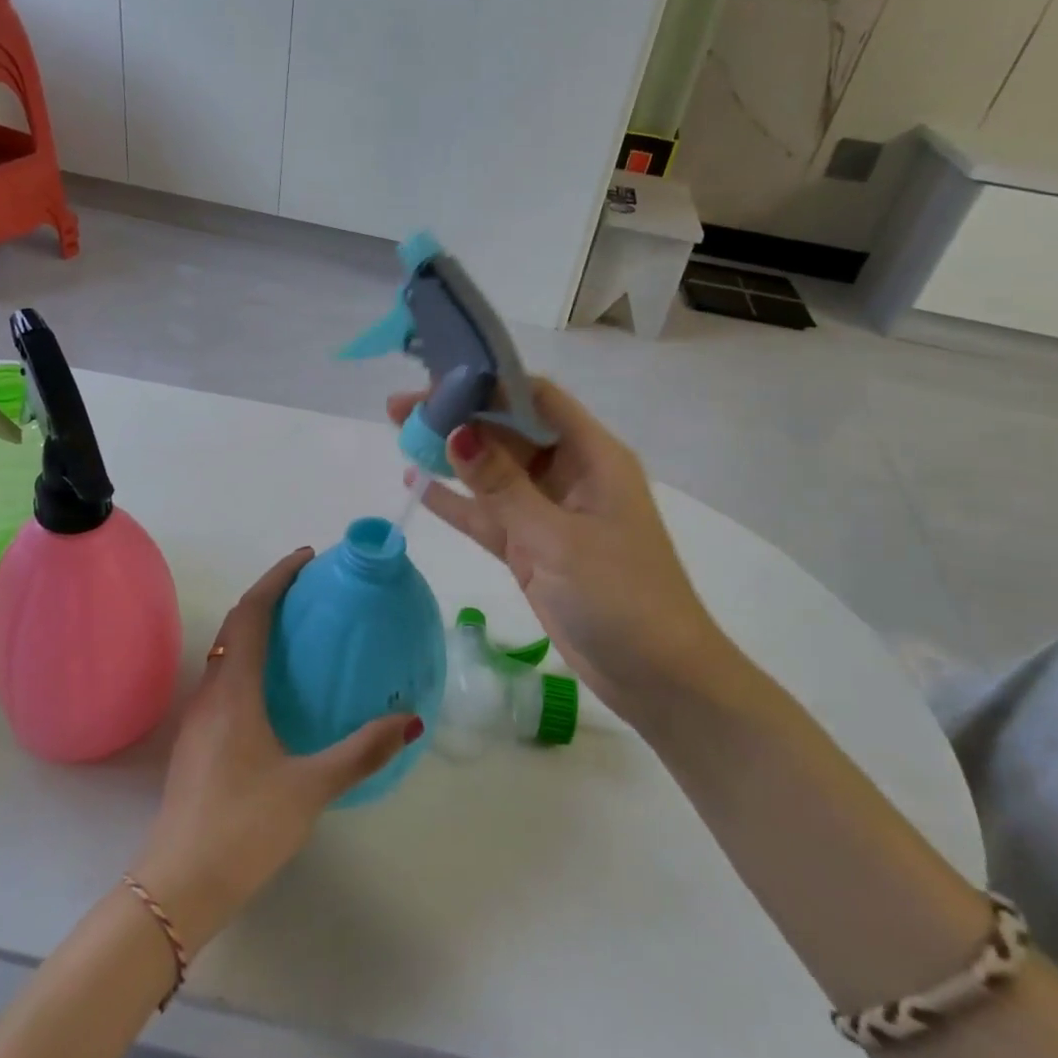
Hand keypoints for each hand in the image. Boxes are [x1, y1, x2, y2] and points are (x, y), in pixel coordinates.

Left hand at [130, 549, 420, 955]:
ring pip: (226, 651)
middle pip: (235, 624)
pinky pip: (224, 677)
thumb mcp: (310, 787)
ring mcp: (198, 717)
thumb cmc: (244, 826)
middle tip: (309, 589)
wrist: (178, 884)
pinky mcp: (197, 741)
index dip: (277, 578)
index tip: (306, 558)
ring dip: (256, 627)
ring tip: (297, 629)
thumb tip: (410, 720)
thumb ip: (361, 752)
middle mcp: (211, 691)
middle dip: (269, 596)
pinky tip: (275, 688)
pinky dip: (249, 659)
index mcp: (234, 689)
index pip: (251, 612)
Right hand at [388, 380, 736, 715]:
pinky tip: (416, 485)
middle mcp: (569, 474)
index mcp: (592, 456)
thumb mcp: (555, 538)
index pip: (536, 399)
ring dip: (450, 456)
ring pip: (492, 472)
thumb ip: (502, 486)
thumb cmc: (621, 597)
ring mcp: (548, 512)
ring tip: (400, 436)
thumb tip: (456, 433)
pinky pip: (488, 514)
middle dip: (457, 418)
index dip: (489, 383)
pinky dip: (455, 502)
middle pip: (507, 432)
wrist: (658, 679)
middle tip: (400, 409)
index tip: (438, 378)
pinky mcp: (531, 548)